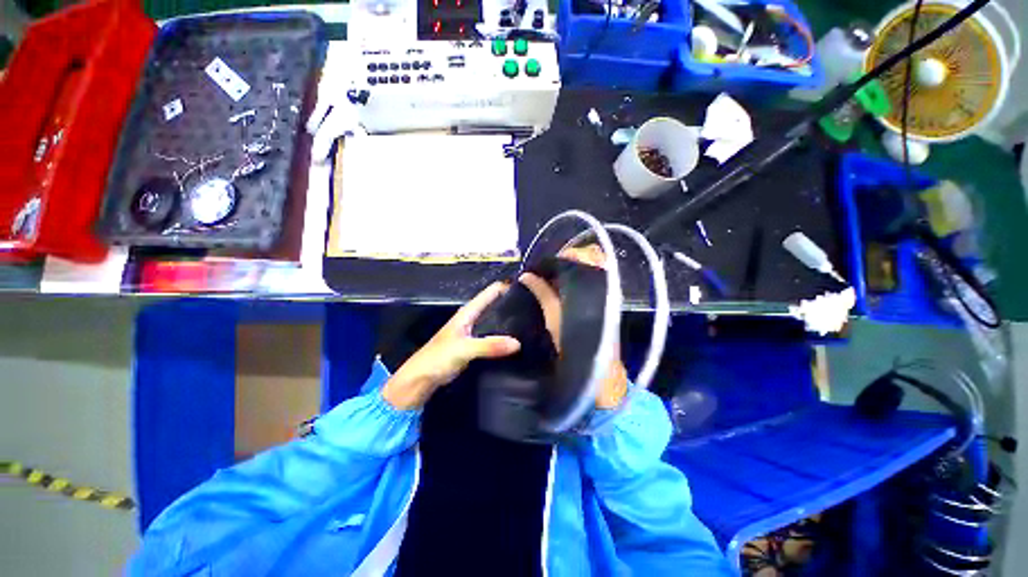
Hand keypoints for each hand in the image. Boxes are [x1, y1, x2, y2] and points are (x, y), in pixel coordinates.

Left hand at [382, 282, 521, 409]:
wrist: (421, 379)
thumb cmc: (438, 358)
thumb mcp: (464, 349)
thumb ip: (489, 345)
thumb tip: (518, 343)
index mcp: (469, 312)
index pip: (492, 291)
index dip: (508, 287)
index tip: (530, 289)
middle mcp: (473, 318)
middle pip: (497, 304)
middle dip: (514, 304)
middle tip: (537, 307)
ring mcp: (475, 332)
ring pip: (496, 320)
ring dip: (511, 320)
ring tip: (534, 321)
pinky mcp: (477, 345)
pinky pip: (495, 336)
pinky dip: (506, 336)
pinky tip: (519, 340)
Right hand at [518, 245, 628, 409]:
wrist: (600, 373)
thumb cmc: (578, 345)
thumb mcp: (556, 318)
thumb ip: (543, 294)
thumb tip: (527, 275)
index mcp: (595, 285)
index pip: (586, 255)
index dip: (565, 255)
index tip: (547, 264)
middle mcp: (604, 285)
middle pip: (588, 260)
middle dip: (566, 262)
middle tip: (546, 271)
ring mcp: (605, 295)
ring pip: (588, 273)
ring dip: (569, 272)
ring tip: (549, 279)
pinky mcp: (602, 305)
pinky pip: (587, 285)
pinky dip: (573, 283)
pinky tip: (559, 289)